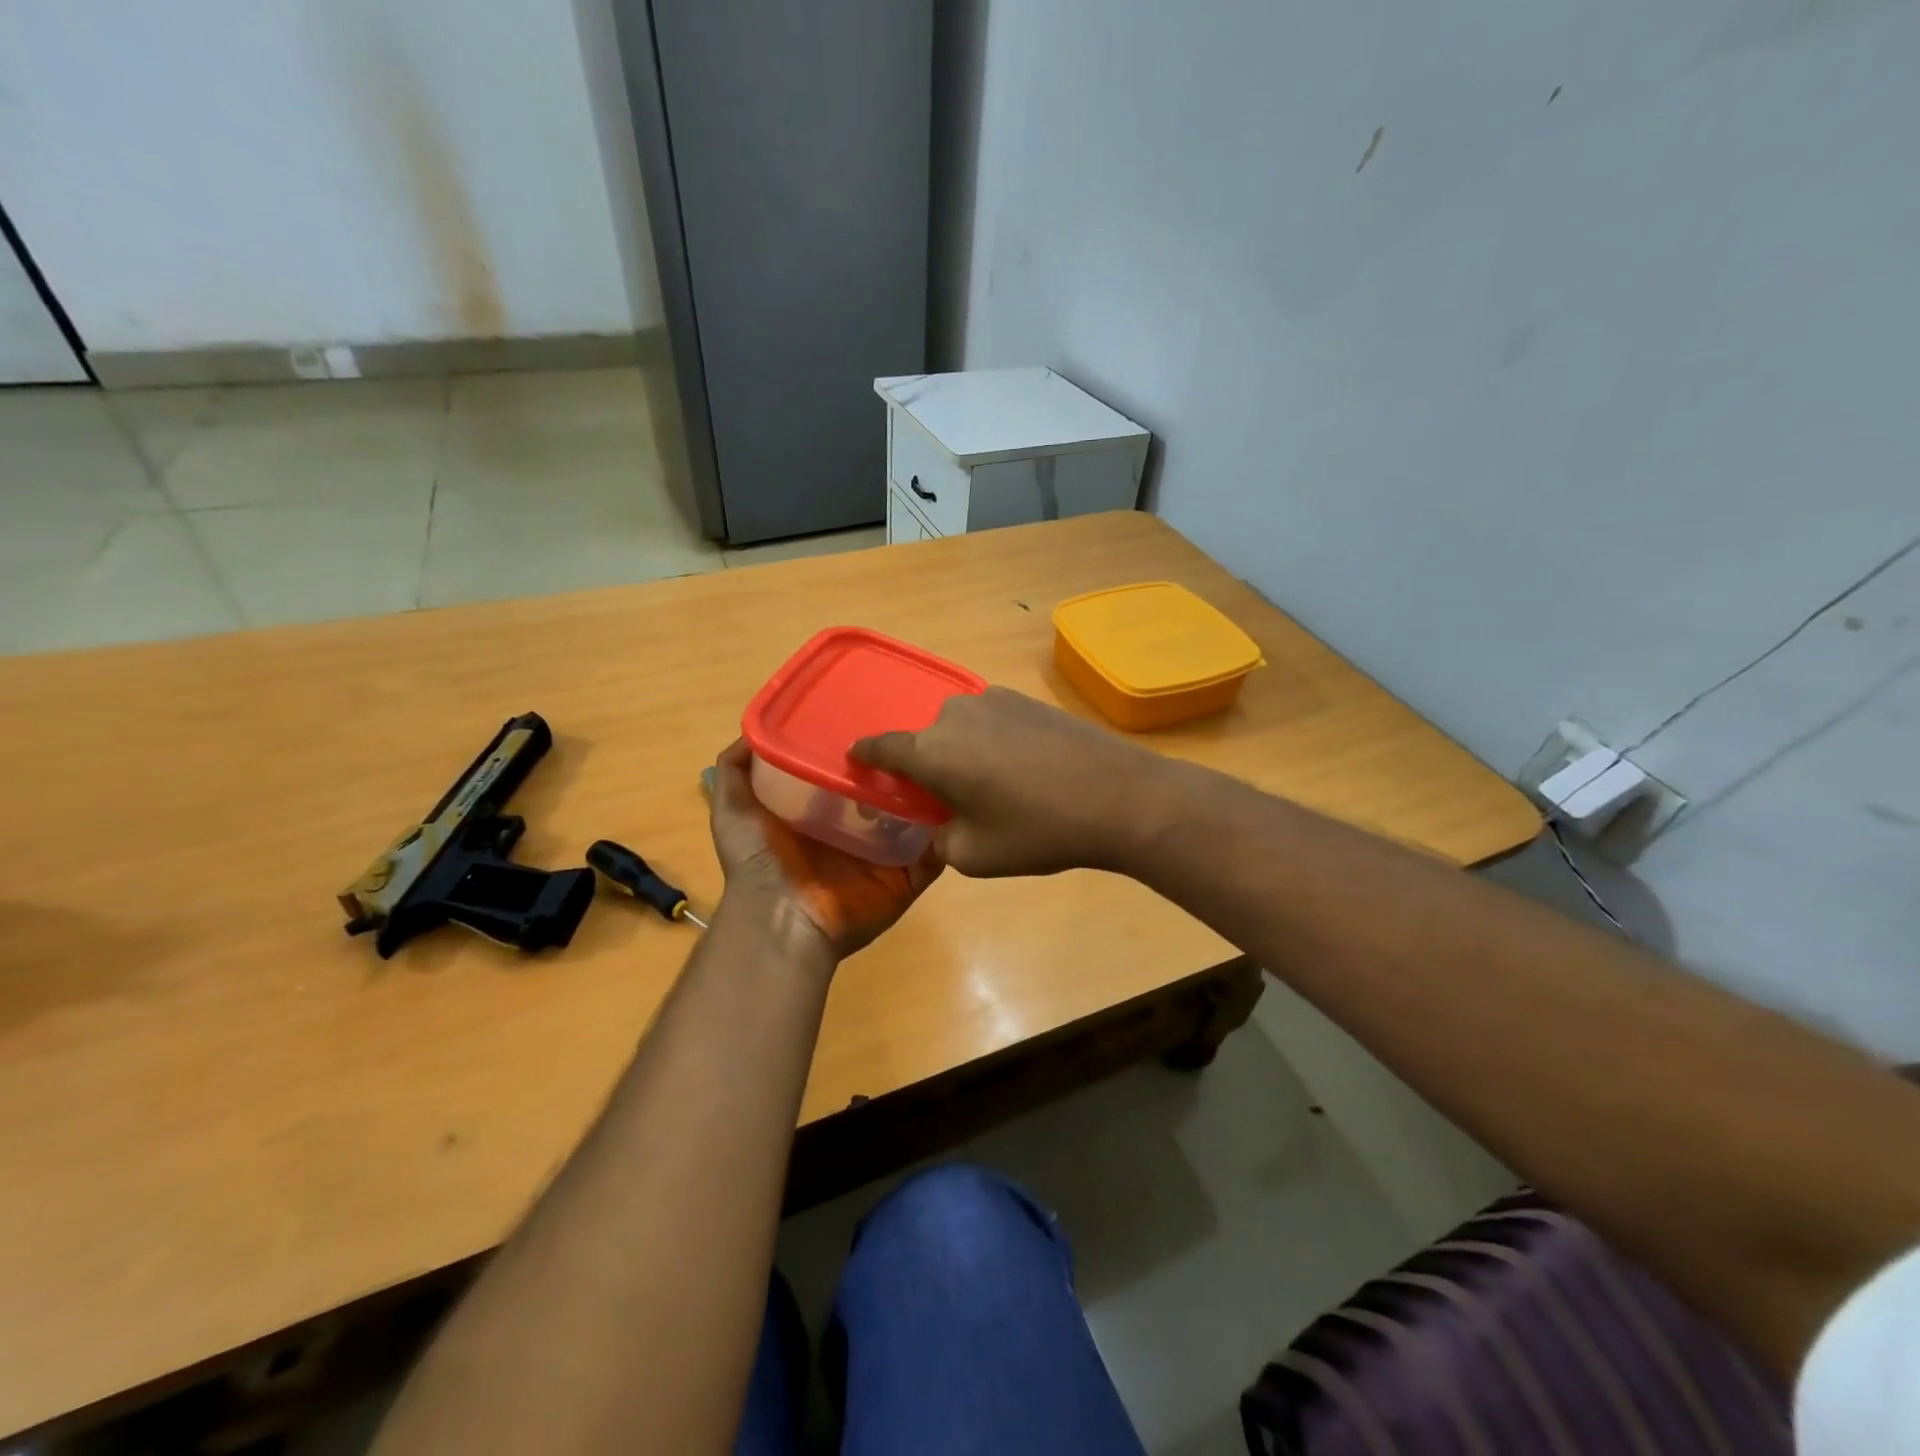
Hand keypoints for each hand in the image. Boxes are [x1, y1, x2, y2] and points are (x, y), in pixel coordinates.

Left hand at [707, 739, 941, 961]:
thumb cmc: (759, 861)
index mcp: (823, 812)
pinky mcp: (906, 878)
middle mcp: (857, 830)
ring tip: (951, 763)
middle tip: (924, 735)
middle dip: (904, 767)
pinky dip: (949, 835)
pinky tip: (961, 806)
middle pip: (888, 792)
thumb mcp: (733, 808)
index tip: (880, 712)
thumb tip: (753, 730)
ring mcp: (884, 855)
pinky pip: (935, 854)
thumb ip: (736, 769)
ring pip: (918, 818)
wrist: (782, 919)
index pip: (851, 772)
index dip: (864, 748)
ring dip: (933, 795)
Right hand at [851, 687, 1173, 877]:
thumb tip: (941, 826)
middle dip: (925, 766)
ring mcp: (994, 701)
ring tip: (991, 785)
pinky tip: (1020, 768)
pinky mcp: (1027, 700)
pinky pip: (991, 721)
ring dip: (961, 752)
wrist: (1119, 796)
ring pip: (960, 729)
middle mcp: (955, 715)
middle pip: (925, 740)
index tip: (857, 761)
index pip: (882, 747)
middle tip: (944, 798)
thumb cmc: (1039, 830)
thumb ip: (940, 840)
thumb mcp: (976, 855)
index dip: (866, 756)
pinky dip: (990, 742)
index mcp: (933, 751)